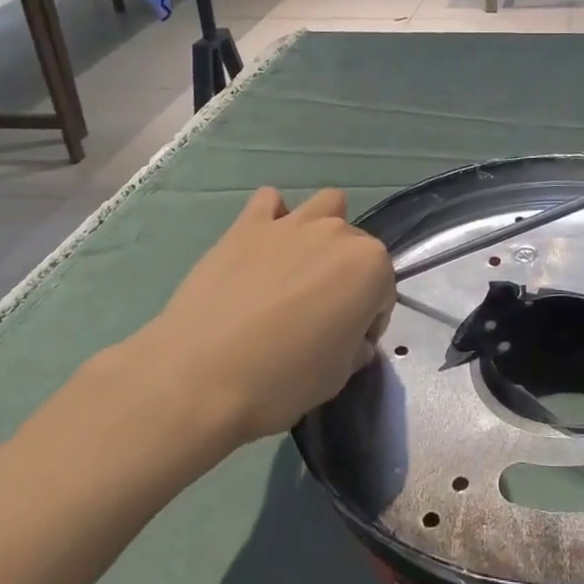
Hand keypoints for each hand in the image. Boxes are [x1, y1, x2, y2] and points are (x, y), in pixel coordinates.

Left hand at [120, 188, 394, 448]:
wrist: (198, 377)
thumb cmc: (280, 382)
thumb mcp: (336, 377)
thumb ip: (354, 348)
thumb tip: (351, 339)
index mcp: (369, 267)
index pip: (385, 289)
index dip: (369, 319)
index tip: (347, 343)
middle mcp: (337, 234)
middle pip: (357, 246)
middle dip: (347, 275)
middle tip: (319, 314)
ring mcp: (291, 224)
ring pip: (325, 205)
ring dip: (322, 229)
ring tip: (300, 266)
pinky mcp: (248, 224)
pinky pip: (269, 201)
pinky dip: (272, 217)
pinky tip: (262, 246)